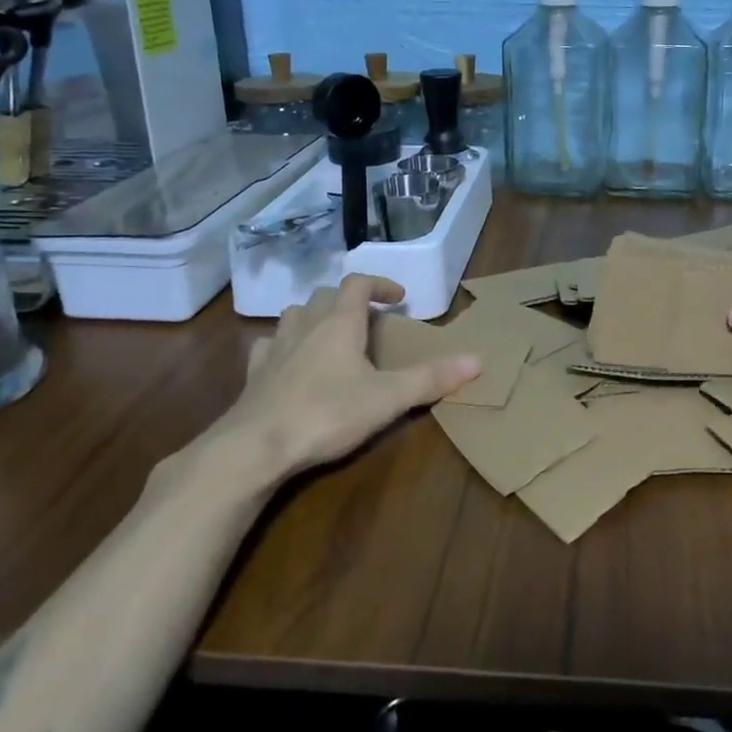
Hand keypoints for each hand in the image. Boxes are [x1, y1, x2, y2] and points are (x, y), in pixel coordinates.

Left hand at [194, 275, 481, 485]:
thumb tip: (477, 360)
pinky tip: (288, 363)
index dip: (379, 284)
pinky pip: (268, 346)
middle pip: (326, 295)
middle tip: (369, 320)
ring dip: (315, 316)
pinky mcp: (254, 375)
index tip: (398, 298)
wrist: (254, 448)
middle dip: (349, 300)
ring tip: (330, 335)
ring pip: (294, 314)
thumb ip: (431, 379)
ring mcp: (275, 348)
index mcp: (339, 323)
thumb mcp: (388, 398)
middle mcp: (306, 325)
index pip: (358, 283)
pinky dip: (283, 345)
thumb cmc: (326, 414)